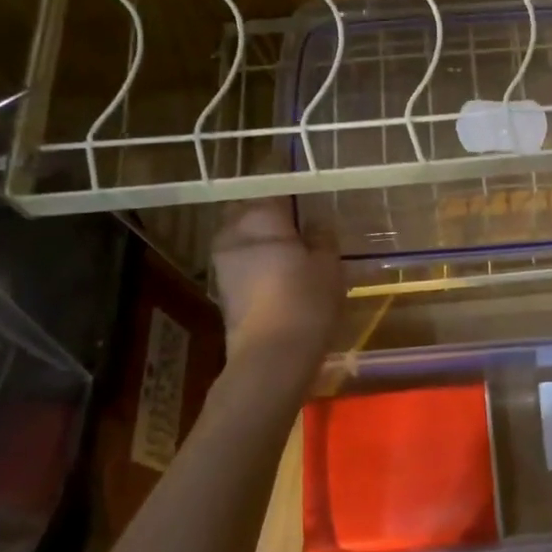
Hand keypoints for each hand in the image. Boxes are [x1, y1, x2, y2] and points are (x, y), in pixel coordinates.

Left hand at [210, 198, 342, 357]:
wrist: (271, 358)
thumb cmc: (306, 302)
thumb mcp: (329, 265)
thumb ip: (322, 237)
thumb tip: (315, 222)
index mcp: (260, 218)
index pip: (275, 192)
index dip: (295, 198)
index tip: (313, 208)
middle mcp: (233, 233)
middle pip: (249, 212)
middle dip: (271, 217)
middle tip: (301, 230)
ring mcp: (223, 263)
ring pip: (242, 238)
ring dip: (262, 241)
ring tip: (293, 255)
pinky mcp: (223, 290)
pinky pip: (241, 263)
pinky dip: (257, 264)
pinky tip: (280, 278)